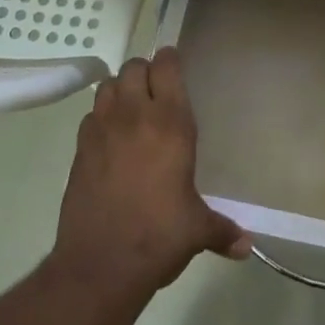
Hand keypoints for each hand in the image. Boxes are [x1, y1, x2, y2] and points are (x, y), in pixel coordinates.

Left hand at [53, 47, 248, 298]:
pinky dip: (101, 116)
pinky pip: (90, 116)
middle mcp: (134, 117)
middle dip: (145, 71)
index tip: (175, 65)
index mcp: (170, 125)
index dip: (170, 60)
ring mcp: (102, 130)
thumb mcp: (197, 230)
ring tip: (132, 107)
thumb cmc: (159, 237)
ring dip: (121, 88)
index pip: (166, 67)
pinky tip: (110, 138)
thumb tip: (246, 247)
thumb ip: (222, 230)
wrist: (100, 264)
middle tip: (156, 90)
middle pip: (134, 67)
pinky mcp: (79, 149)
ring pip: (108, 85)